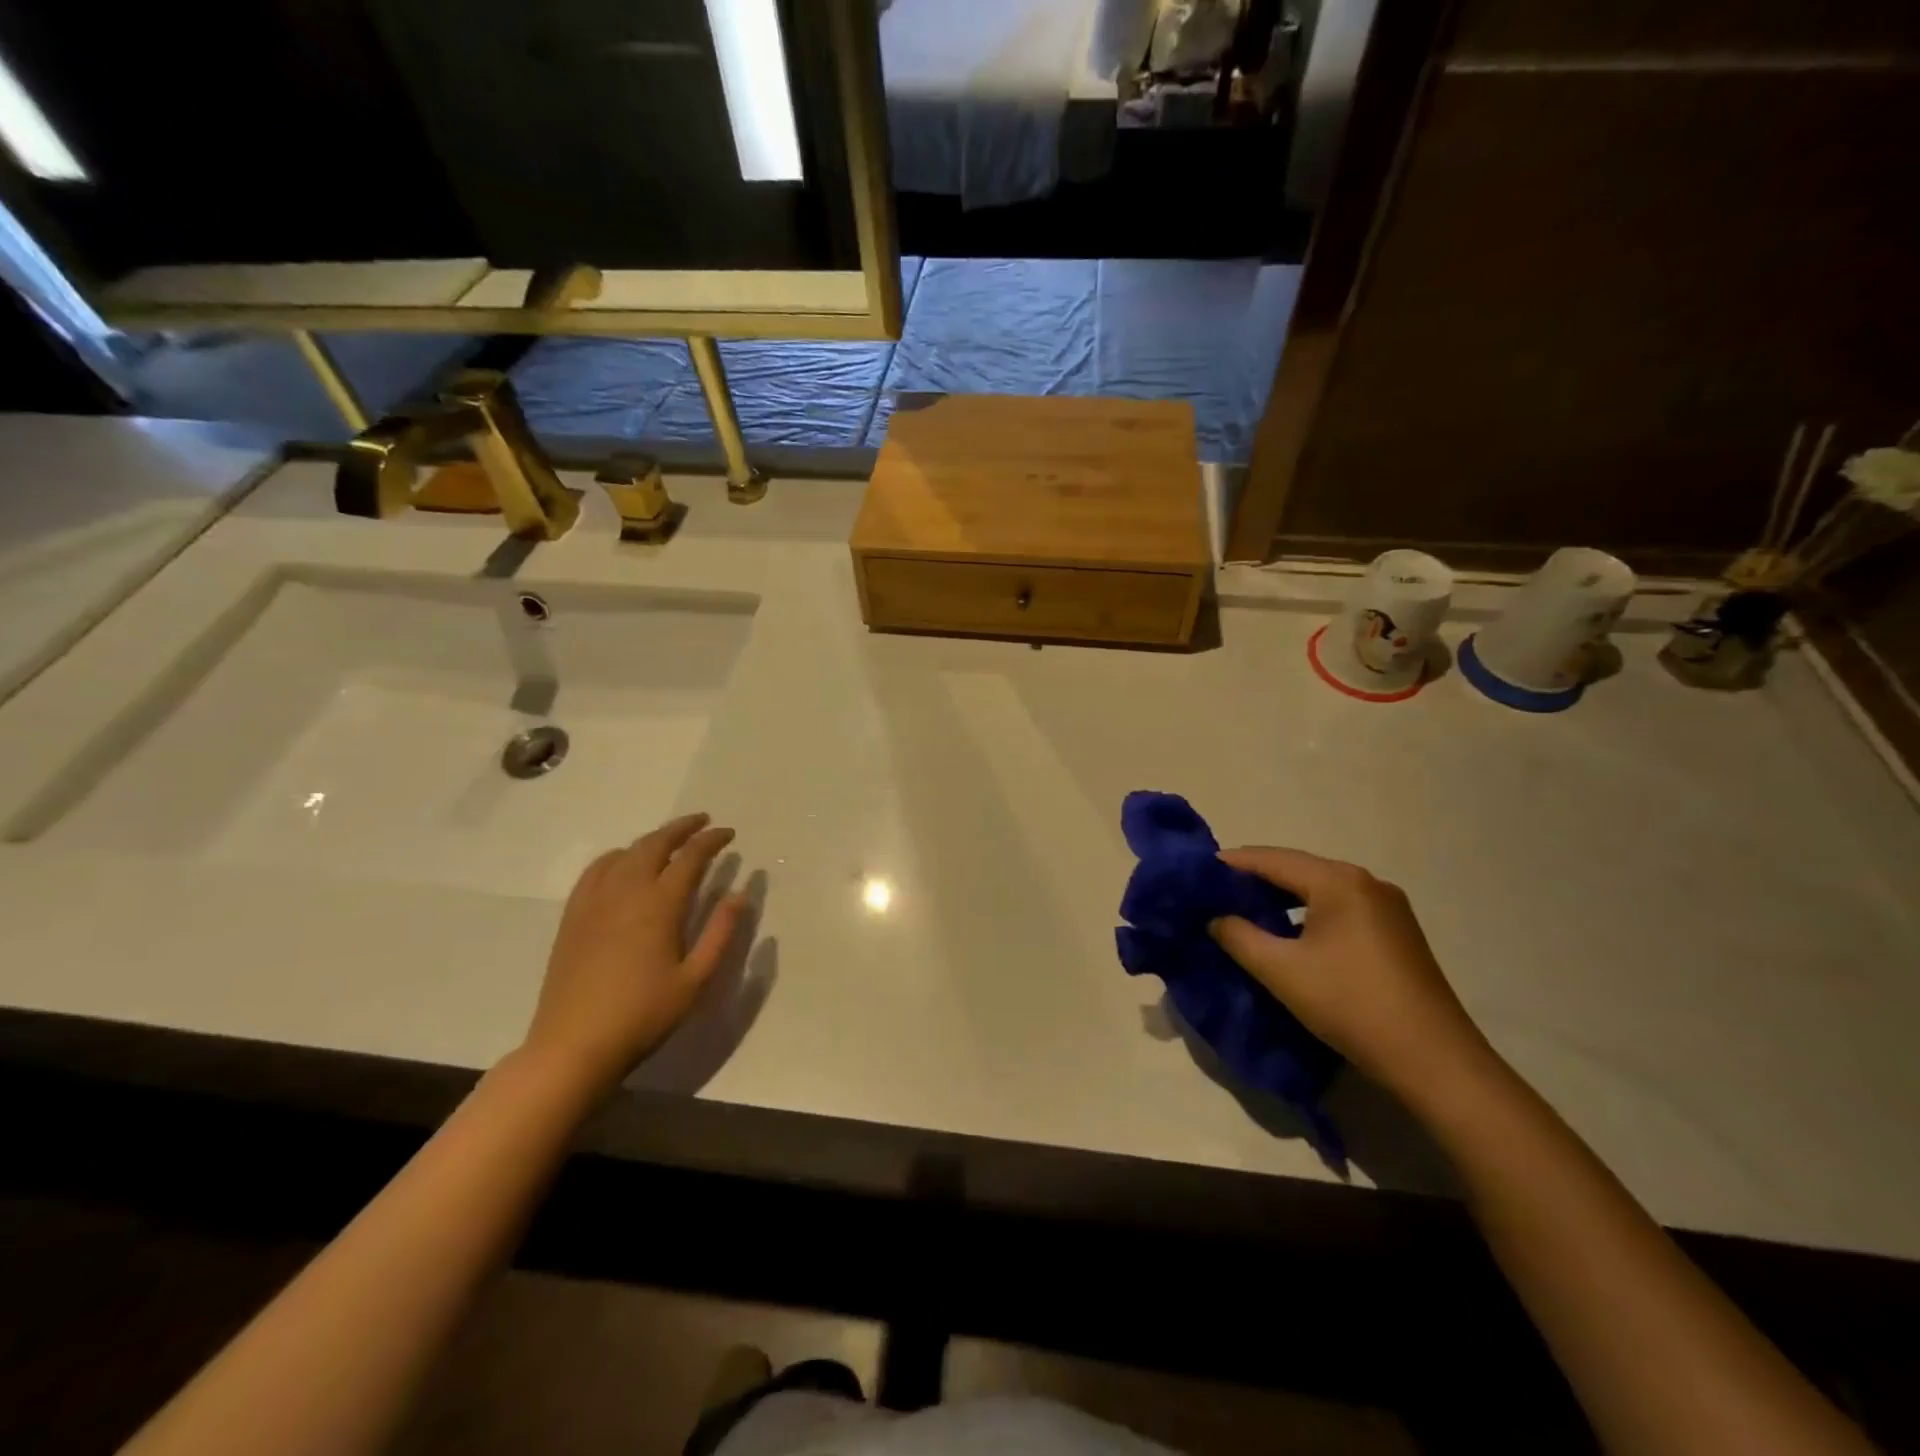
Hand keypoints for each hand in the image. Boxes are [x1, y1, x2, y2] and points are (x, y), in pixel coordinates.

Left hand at [521, 813, 747, 1099]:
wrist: (573, 1046)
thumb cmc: (643, 1015)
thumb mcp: (696, 979)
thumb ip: (721, 932)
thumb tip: (739, 893)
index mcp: (660, 905)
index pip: (691, 857)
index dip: (712, 840)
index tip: (729, 834)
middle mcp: (626, 892)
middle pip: (655, 844)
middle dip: (681, 828)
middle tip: (702, 822)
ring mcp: (594, 902)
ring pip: (625, 853)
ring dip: (651, 839)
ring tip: (669, 840)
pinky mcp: (573, 917)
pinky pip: (595, 871)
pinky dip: (616, 856)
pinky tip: (622, 863)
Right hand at [1210, 847, 1497, 1108]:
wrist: (1434, 1060)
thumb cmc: (1350, 1004)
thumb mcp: (1281, 970)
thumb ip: (1239, 936)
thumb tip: (1215, 917)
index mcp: (1338, 881)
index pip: (1271, 859)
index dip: (1231, 864)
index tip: (1196, 872)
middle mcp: (1366, 882)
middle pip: (1297, 869)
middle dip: (1254, 879)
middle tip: (1214, 893)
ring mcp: (1387, 907)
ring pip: (1319, 889)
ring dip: (1281, 898)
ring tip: (1243, 911)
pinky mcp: (1397, 932)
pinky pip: (1339, 908)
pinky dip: (1306, 913)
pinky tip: (1288, 933)